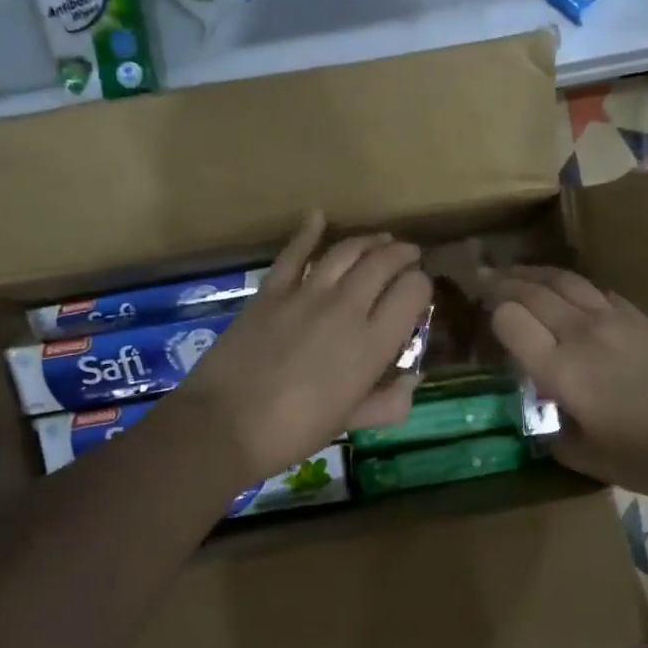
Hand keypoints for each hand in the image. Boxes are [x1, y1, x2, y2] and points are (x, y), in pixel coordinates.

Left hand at [179, 212, 431, 482]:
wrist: (226, 425)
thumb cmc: (296, 431)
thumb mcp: (352, 421)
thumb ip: (389, 401)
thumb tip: (413, 380)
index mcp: (373, 343)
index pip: (414, 291)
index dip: (422, 286)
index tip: (418, 295)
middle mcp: (347, 307)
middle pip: (384, 262)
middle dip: (403, 255)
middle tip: (409, 257)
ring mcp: (306, 294)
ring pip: (347, 251)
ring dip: (369, 241)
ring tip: (381, 240)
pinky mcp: (271, 291)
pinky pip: (295, 253)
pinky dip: (308, 231)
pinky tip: (319, 217)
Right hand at [487, 266, 647, 502]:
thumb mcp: (588, 459)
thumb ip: (553, 434)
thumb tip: (540, 417)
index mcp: (561, 368)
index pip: (510, 319)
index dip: (489, 313)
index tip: (477, 314)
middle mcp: (581, 333)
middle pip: (532, 291)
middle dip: (501, 281)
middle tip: (481, 277)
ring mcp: (615, 319)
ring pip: (564, 281)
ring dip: (533, 273)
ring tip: (514, 271)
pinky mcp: (642, 318)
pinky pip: (596, 290)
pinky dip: (571, 284)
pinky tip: (567, 290)